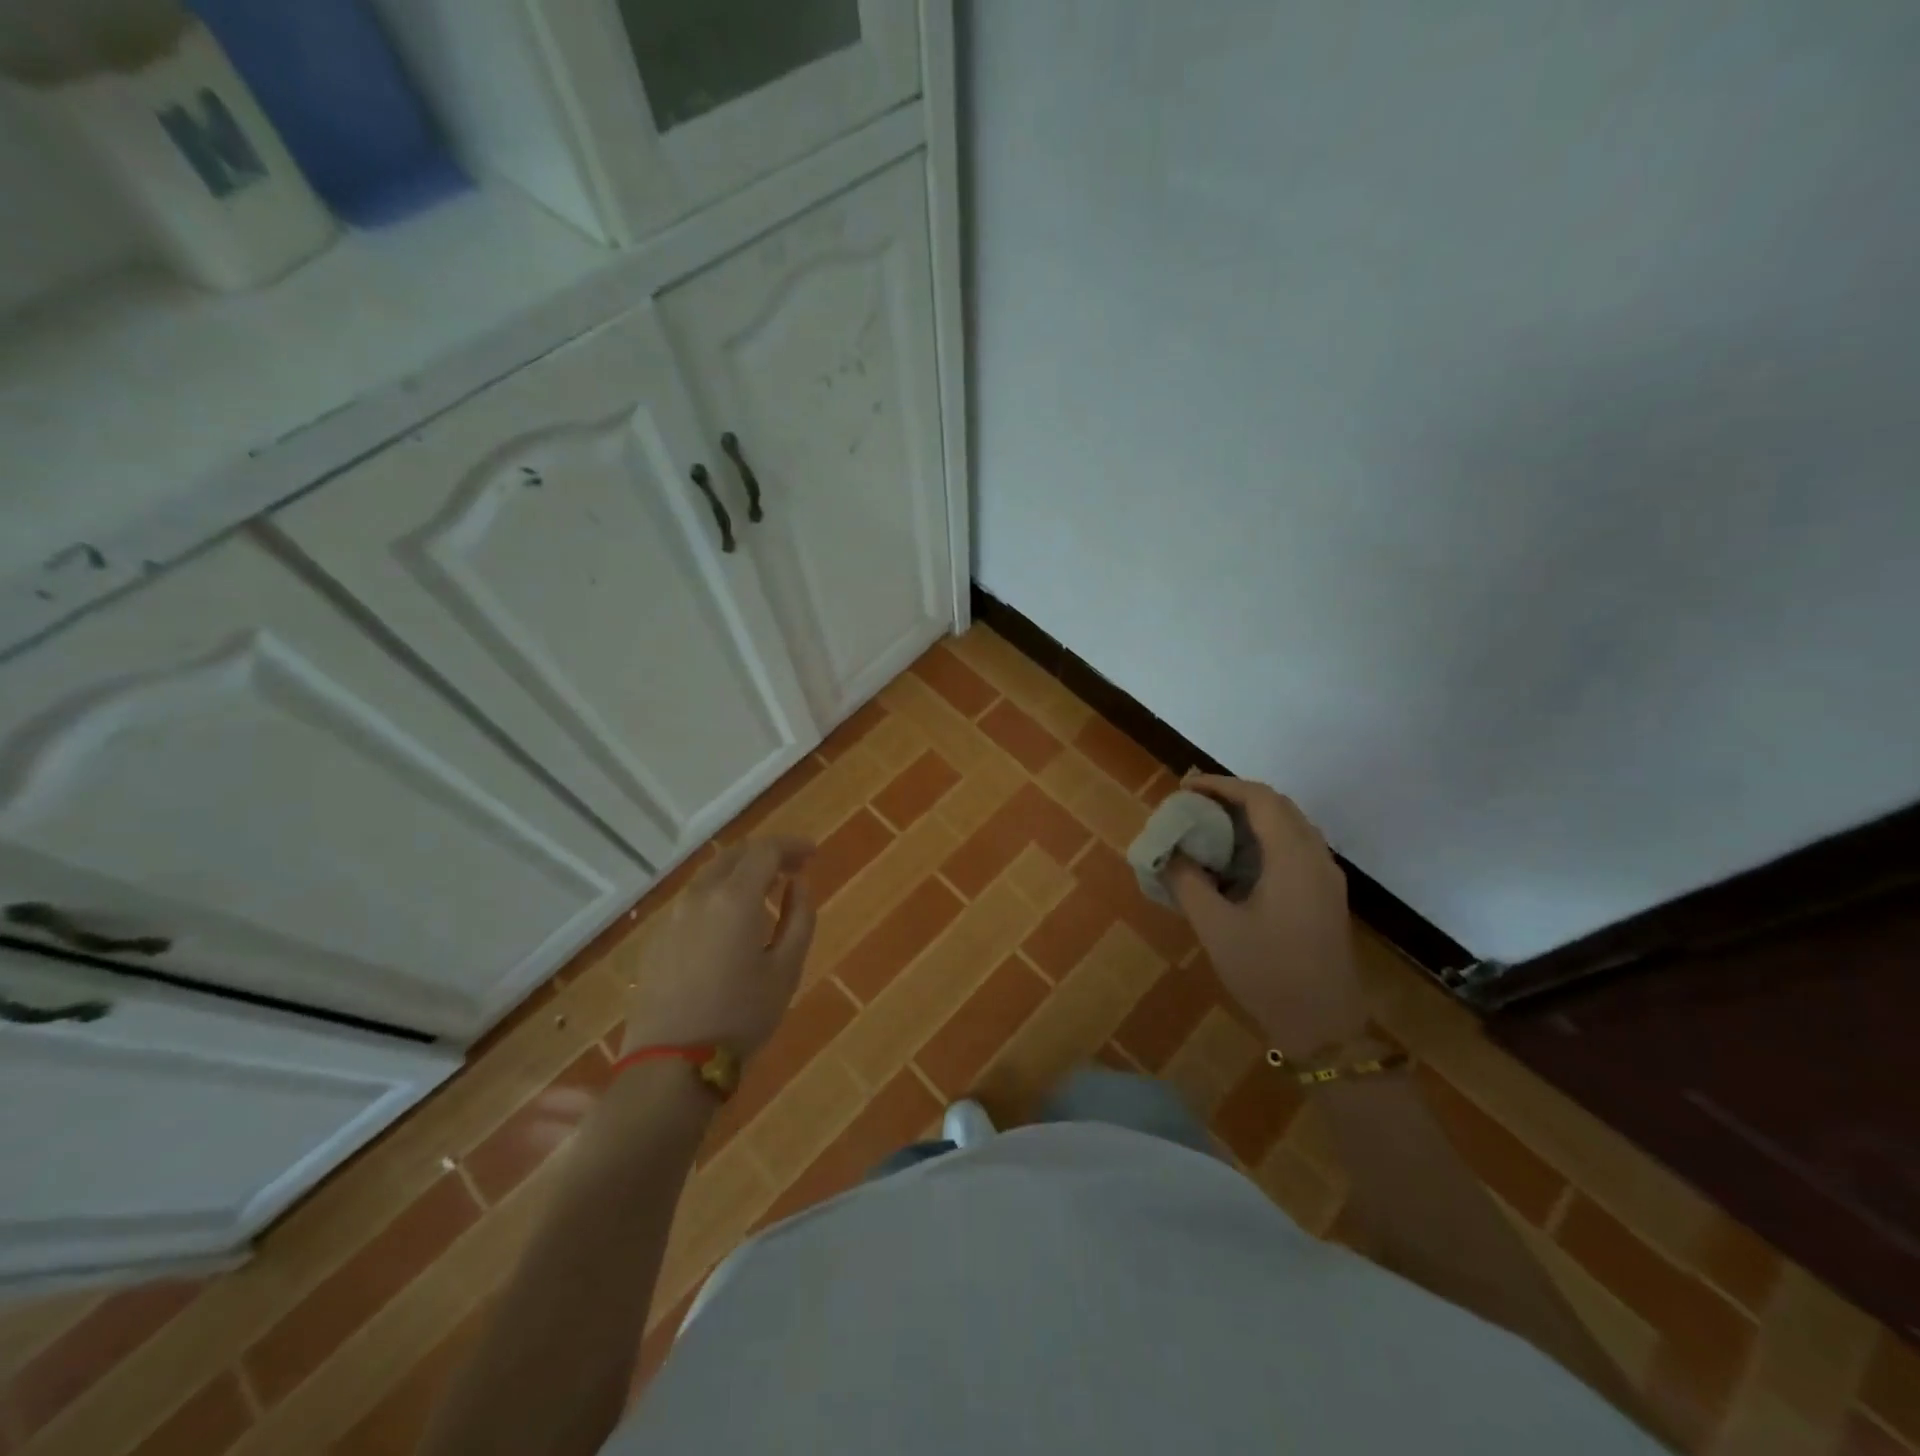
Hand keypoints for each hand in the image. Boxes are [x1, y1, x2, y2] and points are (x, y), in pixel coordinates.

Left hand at [620, 837, 815, 1057]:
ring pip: (710, 876)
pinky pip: (693, 901)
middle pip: (734, 855)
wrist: (671, 1064)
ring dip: (740, 873)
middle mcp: (699, 896)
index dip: (792, 846)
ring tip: (765, 891)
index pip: (765, 850)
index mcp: (734, 899)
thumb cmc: (741, 1016)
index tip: (813, 854)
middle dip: (766, 854)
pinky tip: (731, 921)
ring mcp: (672, 917)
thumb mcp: (786, 970)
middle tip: (793, 868)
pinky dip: (718, 895)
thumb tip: (798, 884)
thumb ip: (799, 918)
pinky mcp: (656, 939)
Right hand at [1166, 777, 1367, 1055]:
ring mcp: (1326, 878)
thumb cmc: (1269, 973)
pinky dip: (1264, 838)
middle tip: (1194, 802)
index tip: (1185, 787)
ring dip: (1251, 816)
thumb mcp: (1216, 928)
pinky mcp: (1326, 896)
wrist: (1326, 1027)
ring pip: (1290, 825)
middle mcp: (1316, 858)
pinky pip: (1295, 847)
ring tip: (1210, 825)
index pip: (1260, 799)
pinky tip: (1237, 859)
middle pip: (1278, 805)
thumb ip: (1188, 882)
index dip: (1221, 785)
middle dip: (1235, 796)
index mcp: (1293, 858)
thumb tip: (1169, 853)